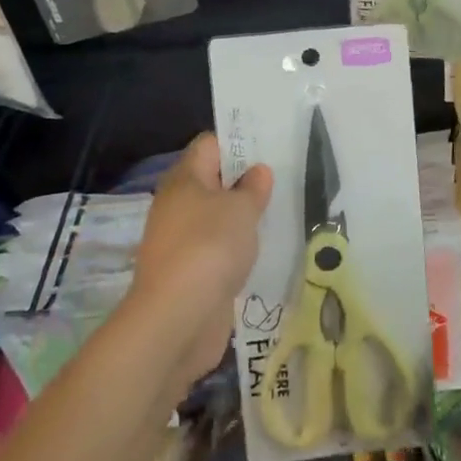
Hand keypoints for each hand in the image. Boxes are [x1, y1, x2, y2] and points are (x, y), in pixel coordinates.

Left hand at [128, 133, 271, 395]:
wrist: (177, 319)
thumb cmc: (210, 247)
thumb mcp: (242, 209)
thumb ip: (253, 187)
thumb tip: (257, 171)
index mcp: (184, 179)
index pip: (209, 145)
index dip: (238, 141)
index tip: (270, 146)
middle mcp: (177, 205)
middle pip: (213, 181)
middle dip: (245, 181)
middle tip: (283, 179)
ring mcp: (181, 242)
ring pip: (216, 218)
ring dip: (243, 218)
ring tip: (281, 213)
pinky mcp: (190, 274)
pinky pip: (218, 250)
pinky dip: (237, 249)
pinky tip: (264, 251)